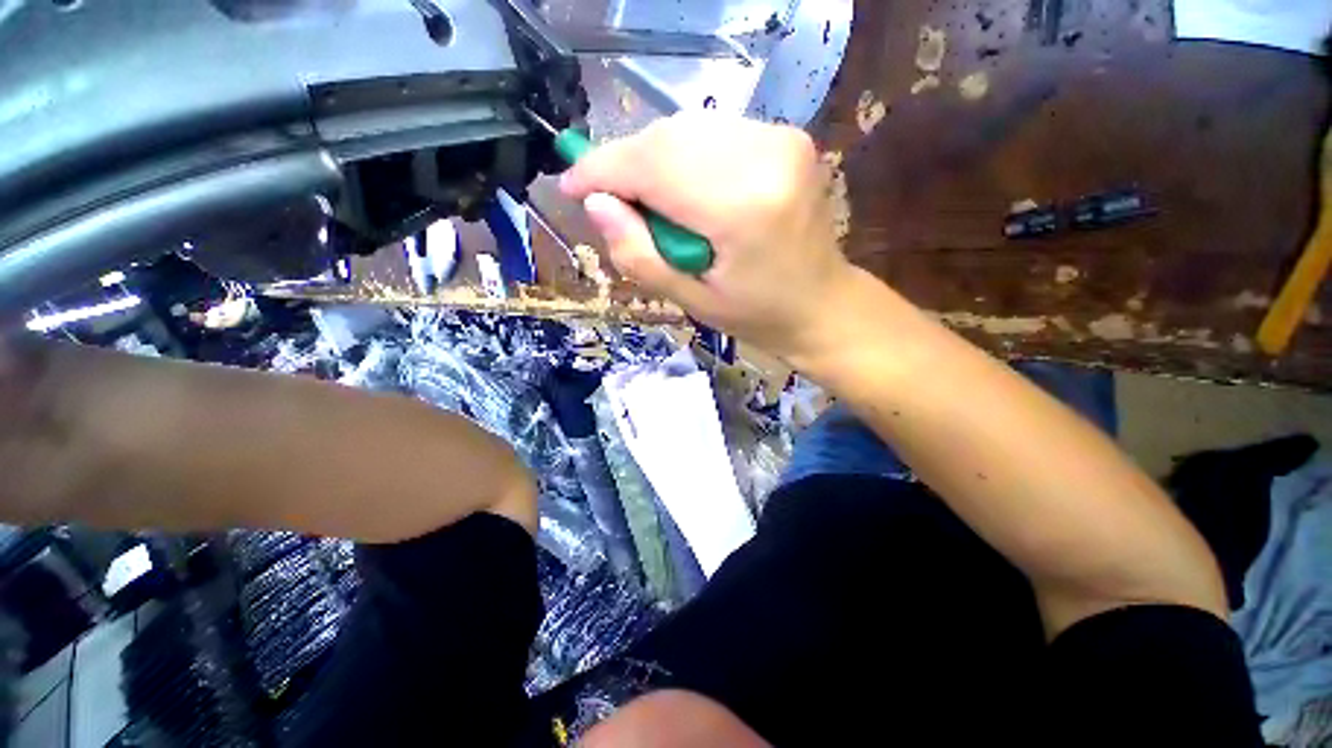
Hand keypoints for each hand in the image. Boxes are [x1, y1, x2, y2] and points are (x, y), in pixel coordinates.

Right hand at [559, 113, 853, 361]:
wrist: (822, 303)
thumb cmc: (756, 314)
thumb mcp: (690, 299)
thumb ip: (638, 254)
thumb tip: (595, 204)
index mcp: (742, 206)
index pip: (653, 166)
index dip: (602, 169)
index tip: (570, 186)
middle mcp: (765, 156)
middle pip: (667, 138)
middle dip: (625, 165)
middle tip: (608, 202)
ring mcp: (781, 139)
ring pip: (686, 130)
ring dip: (652, 161)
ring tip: (644, 203)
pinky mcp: (786, 136)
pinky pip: (712, 135)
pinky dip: (682, 157)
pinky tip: (681, 191)